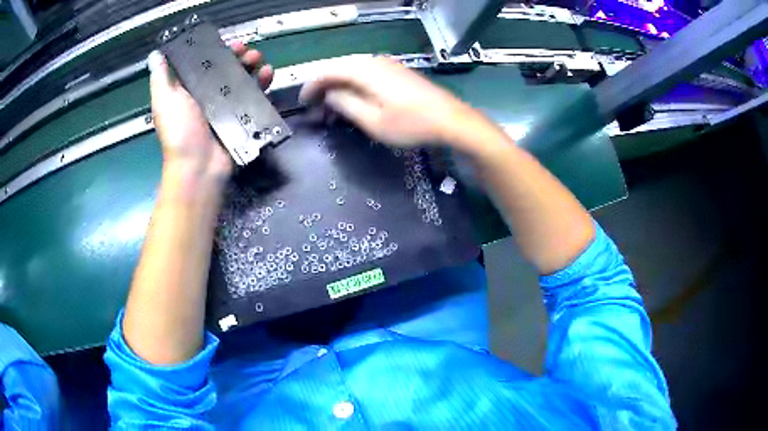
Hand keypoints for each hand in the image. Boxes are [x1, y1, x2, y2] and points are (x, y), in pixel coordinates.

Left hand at [148, 42, 273, 178]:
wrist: (199, 167)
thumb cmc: (179, 132)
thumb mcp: (164, 102)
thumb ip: (161, 78)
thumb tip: (156, 55)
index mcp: (190, 90)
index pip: (206, 63)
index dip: (217, 50)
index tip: (229, 43)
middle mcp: (208, 97)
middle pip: (227, 70)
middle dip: (239, 57)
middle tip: (248, 51)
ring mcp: (226, 108)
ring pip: (242, 80)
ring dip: (252, 67)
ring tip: (259, 60)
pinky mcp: (241, 118)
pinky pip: (254, 97)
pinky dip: (263, 84)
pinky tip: (268, 74)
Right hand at [299, 56, 473, 147]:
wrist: (450, 119)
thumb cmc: (411, 124)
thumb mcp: (372, 121)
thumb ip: (346, 104)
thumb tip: (329, 95)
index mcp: (364, 70)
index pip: (328, 70)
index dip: (312, 85)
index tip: (303, 101)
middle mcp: (374, 60)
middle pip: (339, 66)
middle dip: (323, 84)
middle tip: (314, 103)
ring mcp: (387, 64)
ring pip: (353, 68)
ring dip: (339, 84)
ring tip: (331, 103)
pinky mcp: (396, 70)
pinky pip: (366, 71)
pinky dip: (354, 83)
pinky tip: (354, 97)